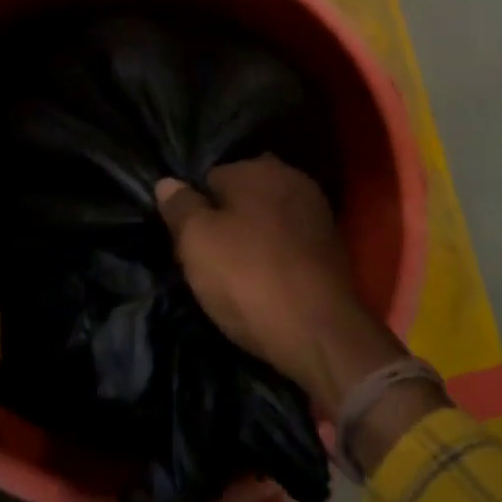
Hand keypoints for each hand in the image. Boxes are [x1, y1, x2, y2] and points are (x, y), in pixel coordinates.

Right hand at [155, 156, 406, 417]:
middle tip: (209, 261)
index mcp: (257, 167)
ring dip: (253, 239)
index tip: (187, 243)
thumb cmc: (249, 277)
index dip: (194, 211)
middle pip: (242, 197)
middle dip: (226, 221)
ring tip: (237, 278)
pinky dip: (277, 258)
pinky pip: (290, 244)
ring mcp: (317, 213)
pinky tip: (267, 285)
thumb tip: (168, 182)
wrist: (321, 334)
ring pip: (267, 220)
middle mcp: (291, 179)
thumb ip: (180, 206)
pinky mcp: (333, 248)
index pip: (210, 178)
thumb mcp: (196, 241)